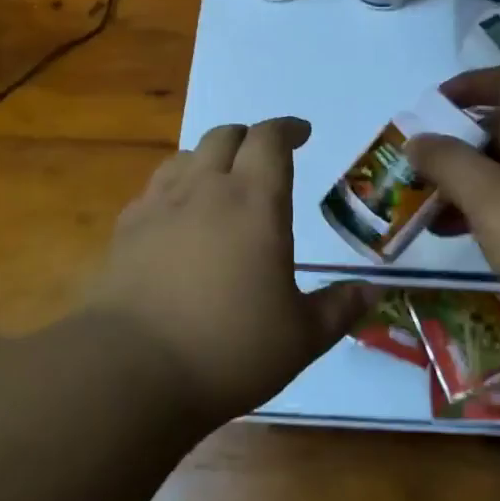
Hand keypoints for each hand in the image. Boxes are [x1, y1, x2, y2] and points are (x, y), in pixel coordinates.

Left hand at [80, 118, 374, 423]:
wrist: (131, 371)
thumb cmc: (230, 349)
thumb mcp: (301, 337)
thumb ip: (340, 308)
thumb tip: (374, 293)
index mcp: (255, 202)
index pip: (270, 139)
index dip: (288, 129)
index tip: (302, 133)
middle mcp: (205, 189)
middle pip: (224, 136)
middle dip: (249, 138)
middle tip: (265, 158)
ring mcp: (158, 207)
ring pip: (186, 157)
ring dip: (210, 159)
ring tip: (222, 182)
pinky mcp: (125, 231)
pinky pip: (154, 189)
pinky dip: (175, 189)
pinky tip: (178, 219)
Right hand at [406, 66, 499, 341]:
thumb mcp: (489, 197)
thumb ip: (448, 163)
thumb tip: (418, 140)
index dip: (470, 84)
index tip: (432, 107)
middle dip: (457, 143)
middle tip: (420, 164)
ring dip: (465, 182)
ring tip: (426, 205)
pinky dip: (484, 210)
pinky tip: (455, 234)